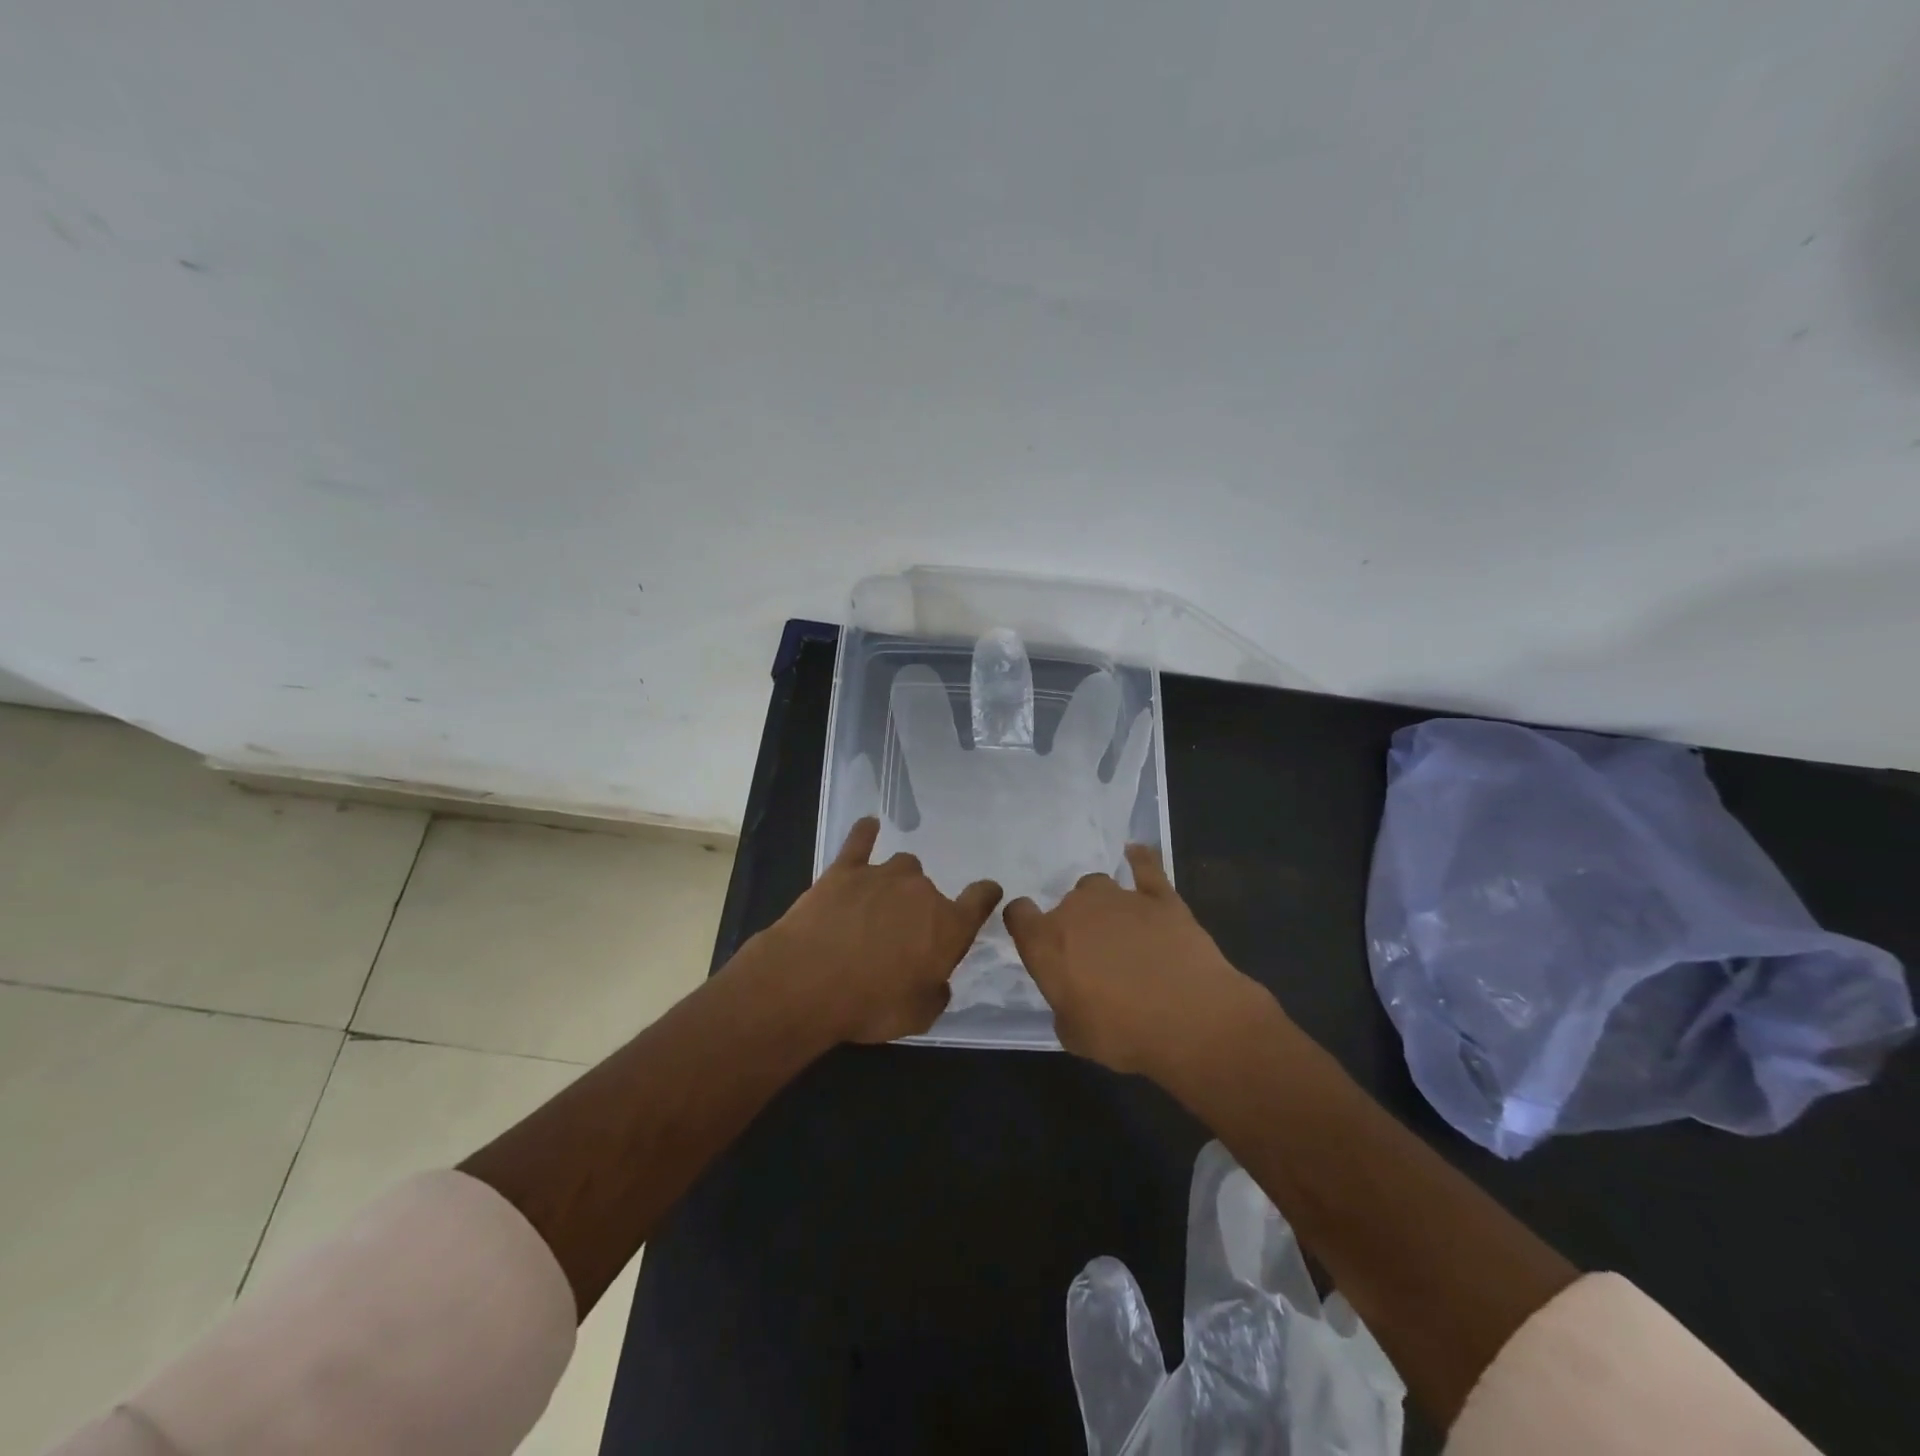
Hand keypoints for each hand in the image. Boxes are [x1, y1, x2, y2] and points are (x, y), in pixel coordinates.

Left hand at [762, 817, 1001, 1044]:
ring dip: (896, 883)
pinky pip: (860, 841)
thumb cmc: (870, 1006)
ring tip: (877, 904)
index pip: (980, 899)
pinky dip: (866, 833)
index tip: (986, 893)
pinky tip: (868, 826)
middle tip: (899, 937)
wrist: (808, 982)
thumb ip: (936, 994)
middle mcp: (921, 892)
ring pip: (902, 866)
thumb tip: (938, 981)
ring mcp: (883, 874)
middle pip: (930, 890)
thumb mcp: (917, 1017)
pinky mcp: (845, 869)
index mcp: (949, 926)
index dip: (985, 895)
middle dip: (920, 909)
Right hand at [1003, 845, 1265, 1076]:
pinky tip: (1136, 853)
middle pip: (1065, 903)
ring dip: (1102, 903)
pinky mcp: (1160, 896)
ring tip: (1118, 928)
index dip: (1024, 923)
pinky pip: (1145, 865)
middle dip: (1074, 924)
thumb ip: (1063, 1006)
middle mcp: (1076, 910)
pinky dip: (1140, 859)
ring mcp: (1119, 897)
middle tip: (1093, 956)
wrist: (1190, 1019)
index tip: (1035, 938)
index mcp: (1046, 942)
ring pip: (1097, 885)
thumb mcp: (1074, 1035)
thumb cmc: (1123, 1035)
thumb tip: (1072, 996)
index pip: (1018, 914)